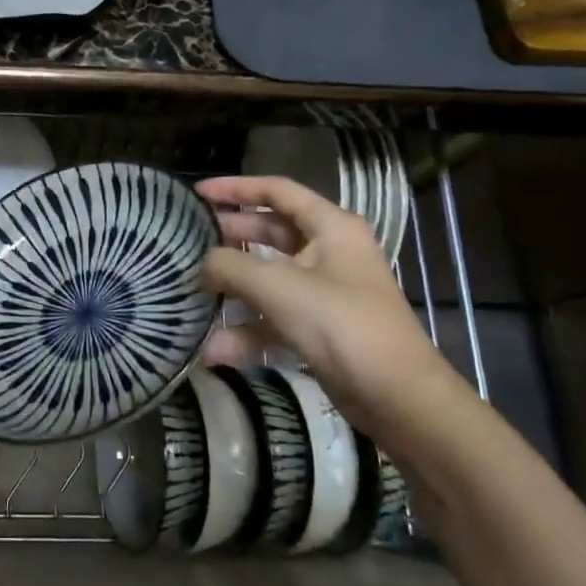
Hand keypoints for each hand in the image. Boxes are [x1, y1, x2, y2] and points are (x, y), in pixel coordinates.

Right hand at [198, 175, 456, 439]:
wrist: (397, 397)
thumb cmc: (341, 325)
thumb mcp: (278, 287)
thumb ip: (231, 267)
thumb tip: (202, 262)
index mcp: (331, 227)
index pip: (277, 191)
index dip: (236, 188)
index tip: (197, 193)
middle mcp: (329, 252)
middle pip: (270, 233)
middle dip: (230, 238)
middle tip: (188, 242)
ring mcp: (324, 292)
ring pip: (268, 279)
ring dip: (233, 290)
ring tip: (193, 293)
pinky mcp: (319, 328)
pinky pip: (274, 318)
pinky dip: (248, 331)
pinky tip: (215, 350)